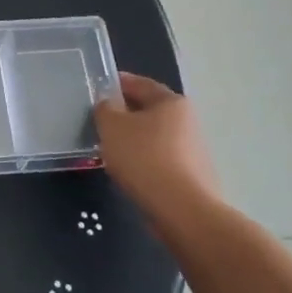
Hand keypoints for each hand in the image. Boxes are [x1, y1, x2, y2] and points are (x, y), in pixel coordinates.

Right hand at [93, 73, 223, 230]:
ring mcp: (193, 149)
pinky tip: (128, 171)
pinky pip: (160, 159)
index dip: (117, 83)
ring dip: (133, 139)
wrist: (181, 210)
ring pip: (154, 136)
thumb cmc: (144, 158)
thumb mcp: (112, 126)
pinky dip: (143, 160)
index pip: (140, 83)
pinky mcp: (191, 175)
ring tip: (109, 148)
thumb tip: (108, 104)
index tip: (98, 87)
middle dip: (124, 113)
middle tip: (99, 119)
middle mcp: (187, 121)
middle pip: (149, 110)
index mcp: (171, 102)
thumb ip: (105, 109)